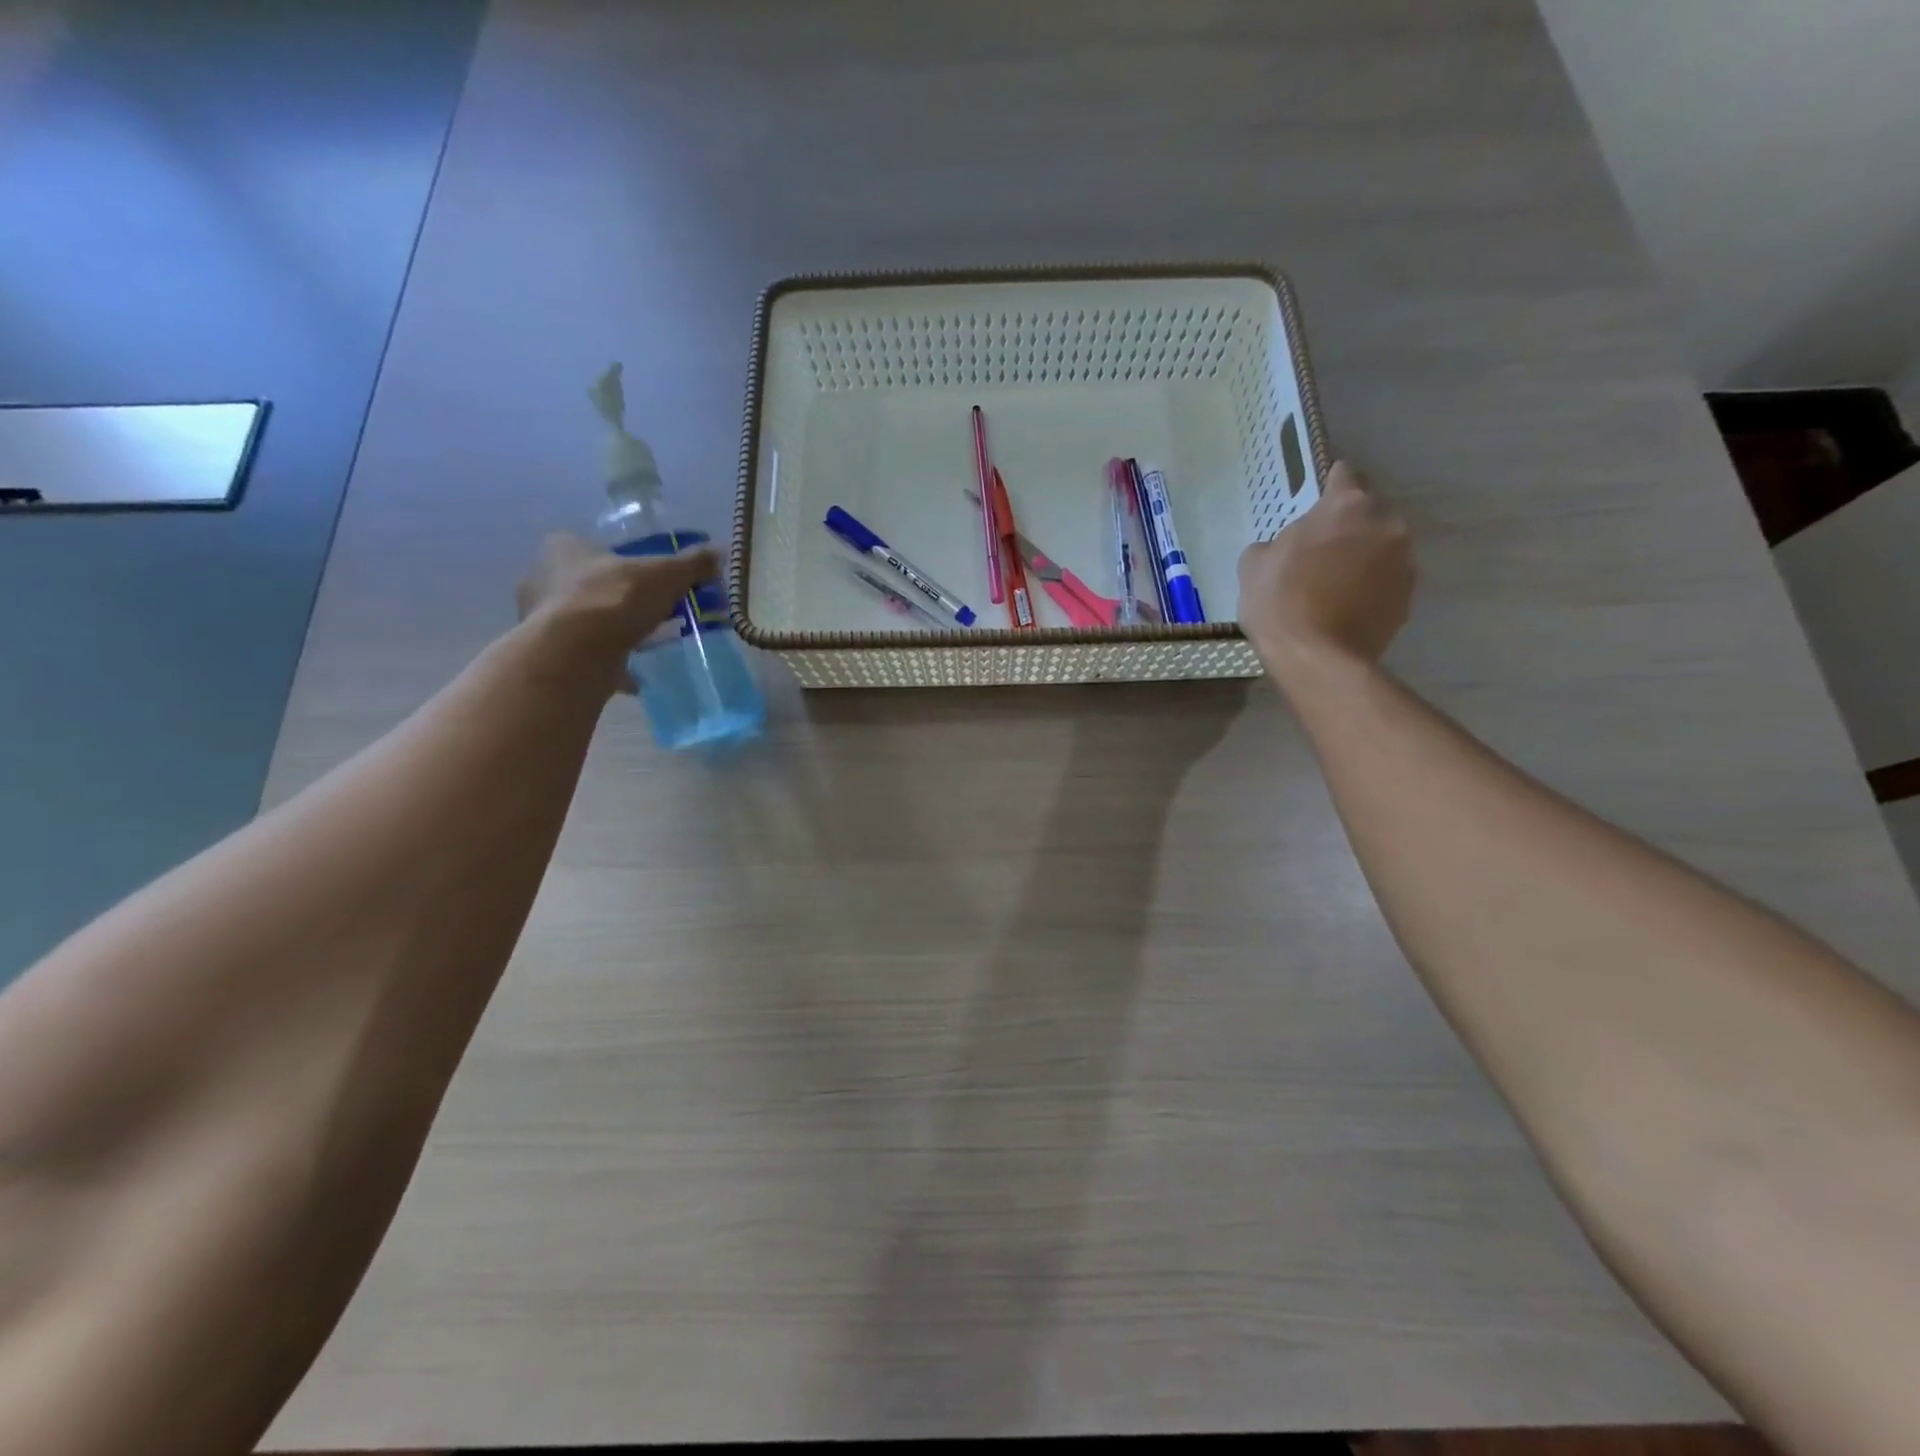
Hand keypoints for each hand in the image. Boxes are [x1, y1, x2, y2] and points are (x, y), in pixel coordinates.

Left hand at [516, 533, 719, 688]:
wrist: (576, 651)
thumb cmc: (615, 598)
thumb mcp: (665, 575)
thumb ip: (690, 564)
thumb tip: (718, 552)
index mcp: (561, 547)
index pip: (592, 547)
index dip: (621, 563)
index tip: (647, 581)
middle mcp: (541, 577)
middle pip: (586, 584)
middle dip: (615, 599)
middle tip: (648, 613)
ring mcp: (538, 617)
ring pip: (581, 620)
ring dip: (607, 631)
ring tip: (641, 645)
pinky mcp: (545, 652)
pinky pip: (580, 653)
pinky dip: (604, 661)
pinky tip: (630, 675)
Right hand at [1237, 462, 1414, 689]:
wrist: (1317, 657)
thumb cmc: (1280, 601)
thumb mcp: (1253, 565)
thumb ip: (1275, 544)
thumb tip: (1286, 549)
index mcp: (1346, 506)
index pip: (1344, 475)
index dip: (1330, 483)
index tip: (1320, 495)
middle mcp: (1385, 524)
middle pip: (1366, 515)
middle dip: (1347, 528)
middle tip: (1320, 553)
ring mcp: (1404, 562)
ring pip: (1380, 549)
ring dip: (1362, 559)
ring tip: (1334, 587)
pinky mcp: (1409, 597)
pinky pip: (1386, 582)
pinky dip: (1370, 589)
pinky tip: (1345, 609)